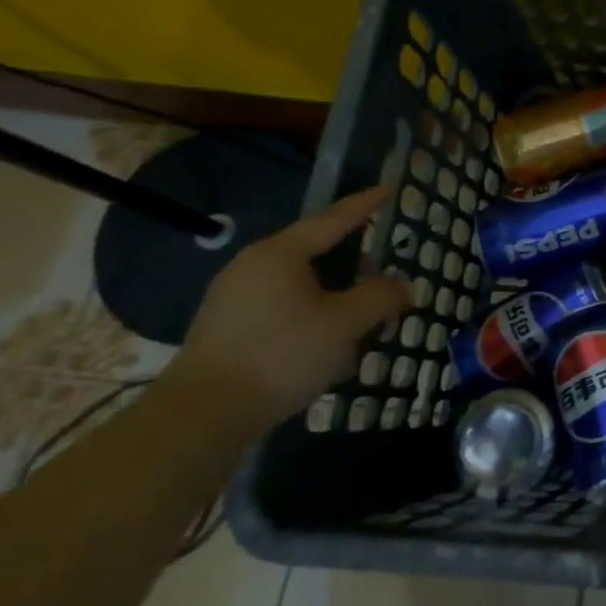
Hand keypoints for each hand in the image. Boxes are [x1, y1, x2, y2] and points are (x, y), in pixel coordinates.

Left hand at [169, 185, 409, 430]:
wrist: (202, 415)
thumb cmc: (282, 355)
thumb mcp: (346, 324)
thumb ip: (380, 297)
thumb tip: (403, 285)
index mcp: (281, 254)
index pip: (333, 219)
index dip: (365, 205)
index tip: (389, 190)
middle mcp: (253, 266)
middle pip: (317, 253)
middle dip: (355, 267)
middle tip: (384, 284)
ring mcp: (235, 297)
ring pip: (301, 284)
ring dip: (335, 297)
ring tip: (360, 323)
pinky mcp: (227, 327)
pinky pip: (283, 306)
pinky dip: (312, 314)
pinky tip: (327, 346)